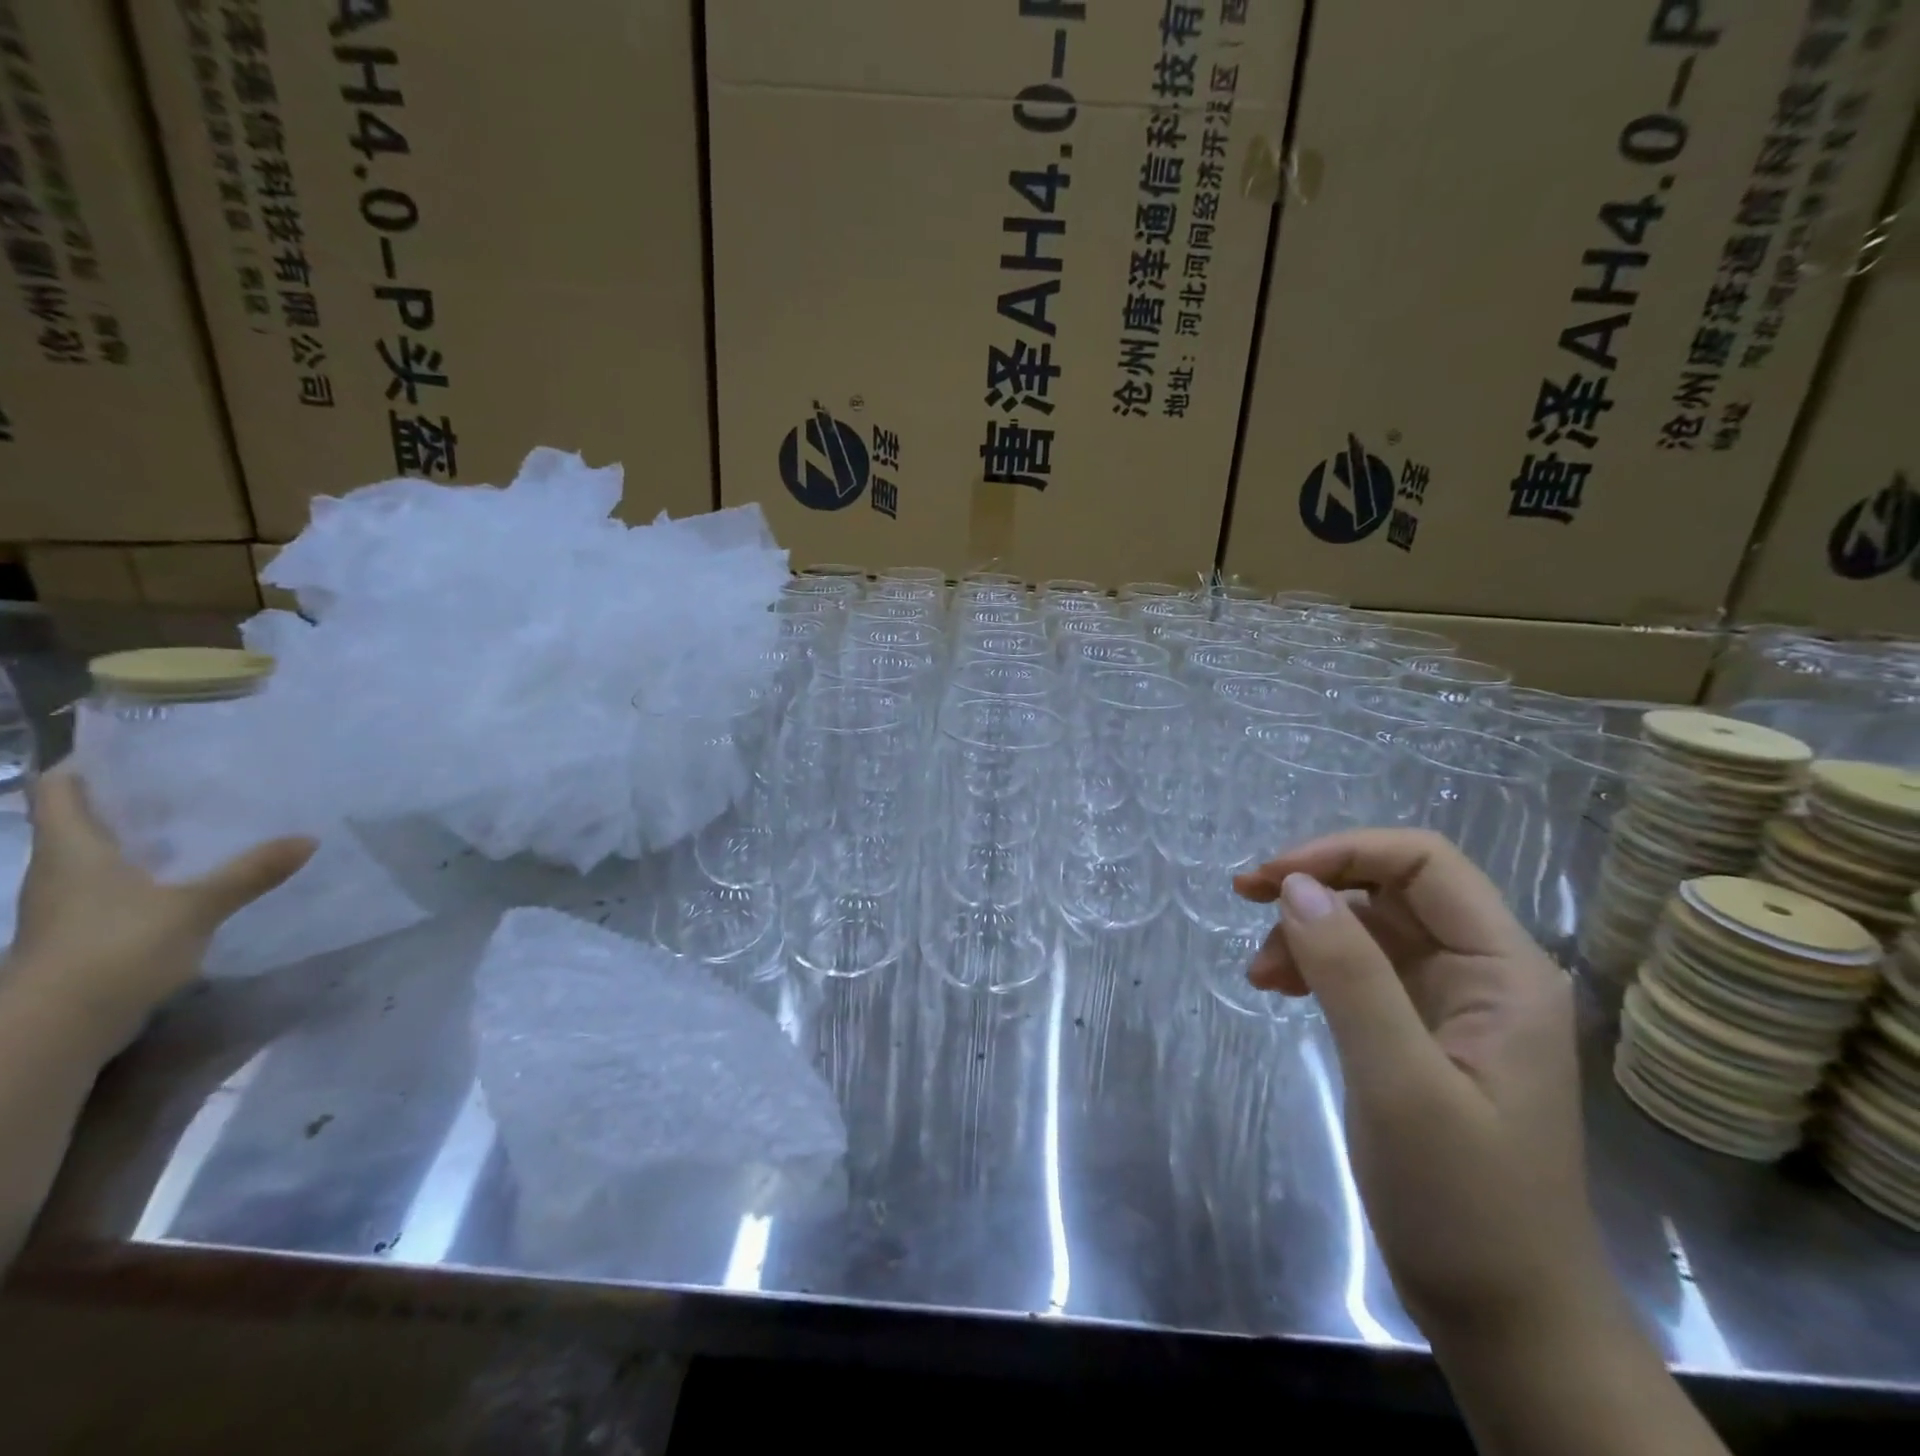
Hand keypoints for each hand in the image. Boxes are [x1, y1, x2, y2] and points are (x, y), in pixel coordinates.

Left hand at [7, 771, 314, 1053]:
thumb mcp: (195, 907)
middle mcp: (61, 870)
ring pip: (100, 856)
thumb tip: (309, 838)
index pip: (59, 788)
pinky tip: (191, 879)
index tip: (138, 749)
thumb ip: (250, 872)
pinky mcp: (83, 933)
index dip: (88, 763)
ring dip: (141, 840)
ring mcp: (67, 906)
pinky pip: (114, 889)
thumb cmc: (112, 949)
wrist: (55, 1030)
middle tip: (192, 784)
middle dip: (131, 800)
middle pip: (83, 820)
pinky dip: (147, 876)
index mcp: (72, 849)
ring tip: (203, 826)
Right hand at [1233, 829, 1602, 1344]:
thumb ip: (1350, 975)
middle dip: (1318, 884)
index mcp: (1504, 970)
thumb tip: (1294, 887)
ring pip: (1370, 926)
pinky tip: (1277, 987)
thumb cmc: (1465, 1203)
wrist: (1507, 1320)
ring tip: (1258, 972)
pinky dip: (1315, 966)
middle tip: (1244, 897)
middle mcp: (1484, 972)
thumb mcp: (1399, 1083)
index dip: (1343, 852)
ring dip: (1308, 931)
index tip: (1270, 878)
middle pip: (1394, 887)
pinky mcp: (1423, 1033)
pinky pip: (1363, 970)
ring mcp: (1454, 1003)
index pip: (1425, 862)